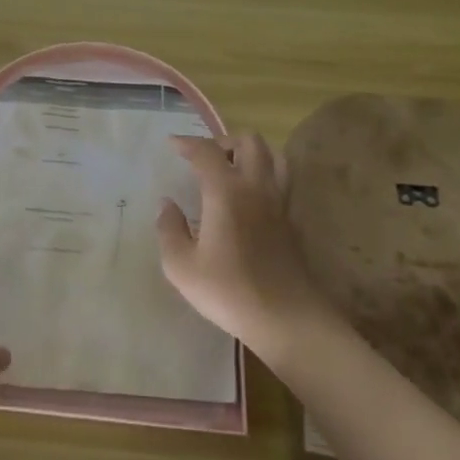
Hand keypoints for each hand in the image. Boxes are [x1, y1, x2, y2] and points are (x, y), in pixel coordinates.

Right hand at [156, 133, 333, 362]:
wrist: (287, 319)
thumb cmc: (229, 291)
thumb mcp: (182, 267)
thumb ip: (169, 229)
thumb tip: (167, 205)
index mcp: (226, 191)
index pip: (206, 151)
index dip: (187, 143)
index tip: (173, 144)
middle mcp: (256, 187)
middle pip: (249, 141)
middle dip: (224, 141)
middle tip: (205, 158)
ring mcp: (279, 202)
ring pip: (273, 156)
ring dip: (251, 153)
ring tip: (232, 169)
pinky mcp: (292, 221)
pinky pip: (282, 181)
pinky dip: (265, 175)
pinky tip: (250, 198)